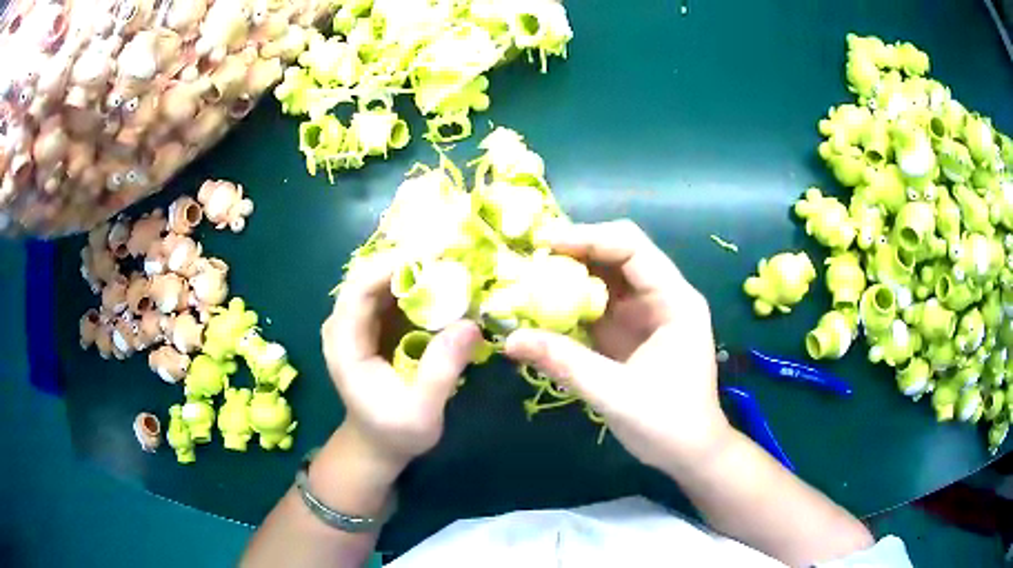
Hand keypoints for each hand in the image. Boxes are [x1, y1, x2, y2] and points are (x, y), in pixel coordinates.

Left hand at [321, 252, 481, 476]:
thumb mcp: (422, 411)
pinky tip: (445, 285)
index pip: (359, 290)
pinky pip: (393, 294)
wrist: (379, 444)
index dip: (392, 267)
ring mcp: (358, 323)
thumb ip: (441, 371)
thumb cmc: (396, 432)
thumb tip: (471, 325)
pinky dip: (418, 286)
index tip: (433, 257)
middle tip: (452, 259)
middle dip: (408, 263)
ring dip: (415, 271)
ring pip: (382, 281)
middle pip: (370, 277)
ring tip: (454, 268)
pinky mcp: (374, 325)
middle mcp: (344, 326)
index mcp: (344, 345)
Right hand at [505, 220, 729, 469]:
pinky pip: (595, 306)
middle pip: (614, 256)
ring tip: (525, 279)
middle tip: (527, 260)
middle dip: (571, 253)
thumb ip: (565, 362)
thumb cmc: (668, 424)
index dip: (588, 238)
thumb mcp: (616, 394)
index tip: (544, 245)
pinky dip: (567, 304)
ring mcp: (643, 314)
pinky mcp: (628, 333)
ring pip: (602, 279)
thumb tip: (510, 340)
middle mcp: (660, 297)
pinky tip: (540, 309)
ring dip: (566, 277)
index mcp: (674, 300)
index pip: (631, 247)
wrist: (688, 453)